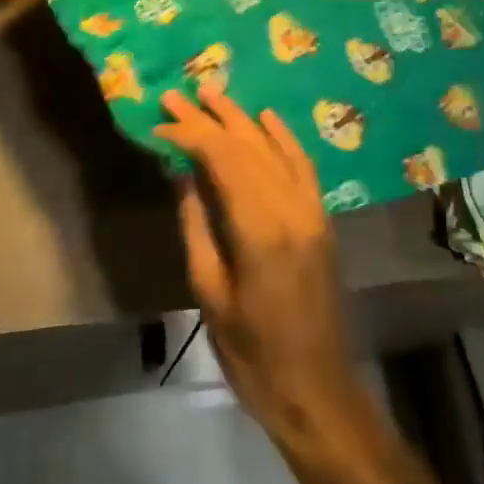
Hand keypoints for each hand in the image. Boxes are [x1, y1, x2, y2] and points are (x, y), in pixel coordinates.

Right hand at [157, 87, 365, 449]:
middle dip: (210, 118)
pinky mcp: (321, 219)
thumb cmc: (252, 352)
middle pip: (246, 147)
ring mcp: (312, 210)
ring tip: (213, 93)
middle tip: (179, 94)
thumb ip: (197, 226)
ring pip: (273, 149)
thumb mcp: (210, 292)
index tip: (161, 123)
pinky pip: (302, 166)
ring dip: (242, 119)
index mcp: (259, 229)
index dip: (191, 135)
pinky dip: (283, 137)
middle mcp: (290, 207)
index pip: (222, 159)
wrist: (316, 389)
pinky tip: (266, 118)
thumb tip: (183, 174)